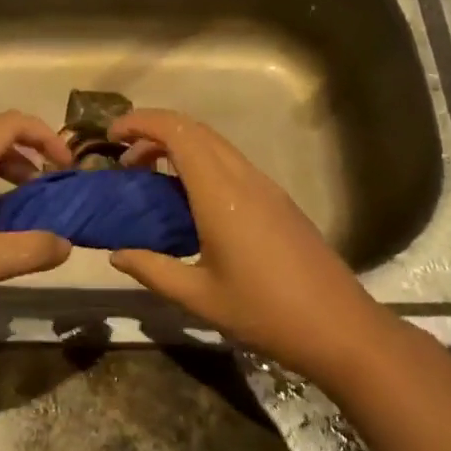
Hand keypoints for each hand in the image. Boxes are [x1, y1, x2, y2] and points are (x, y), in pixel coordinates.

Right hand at [106, 109, 387, 379]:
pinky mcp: (277, 200)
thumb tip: (116, 254)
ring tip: (149, 177)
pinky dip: (199, 163)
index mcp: (220, 193)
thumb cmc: (264, 312)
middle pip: (195, 129)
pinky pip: (231, 163)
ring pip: (215, 144)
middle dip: (154, 131)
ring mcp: (265, 186)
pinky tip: (188, 199)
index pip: (177, 132)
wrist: (339, 327)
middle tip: (124, 160)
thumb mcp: (198, 297)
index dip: (141, 123)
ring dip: (178, 146)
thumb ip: (152, 270)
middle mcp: (244, 177)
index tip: (111, 137)